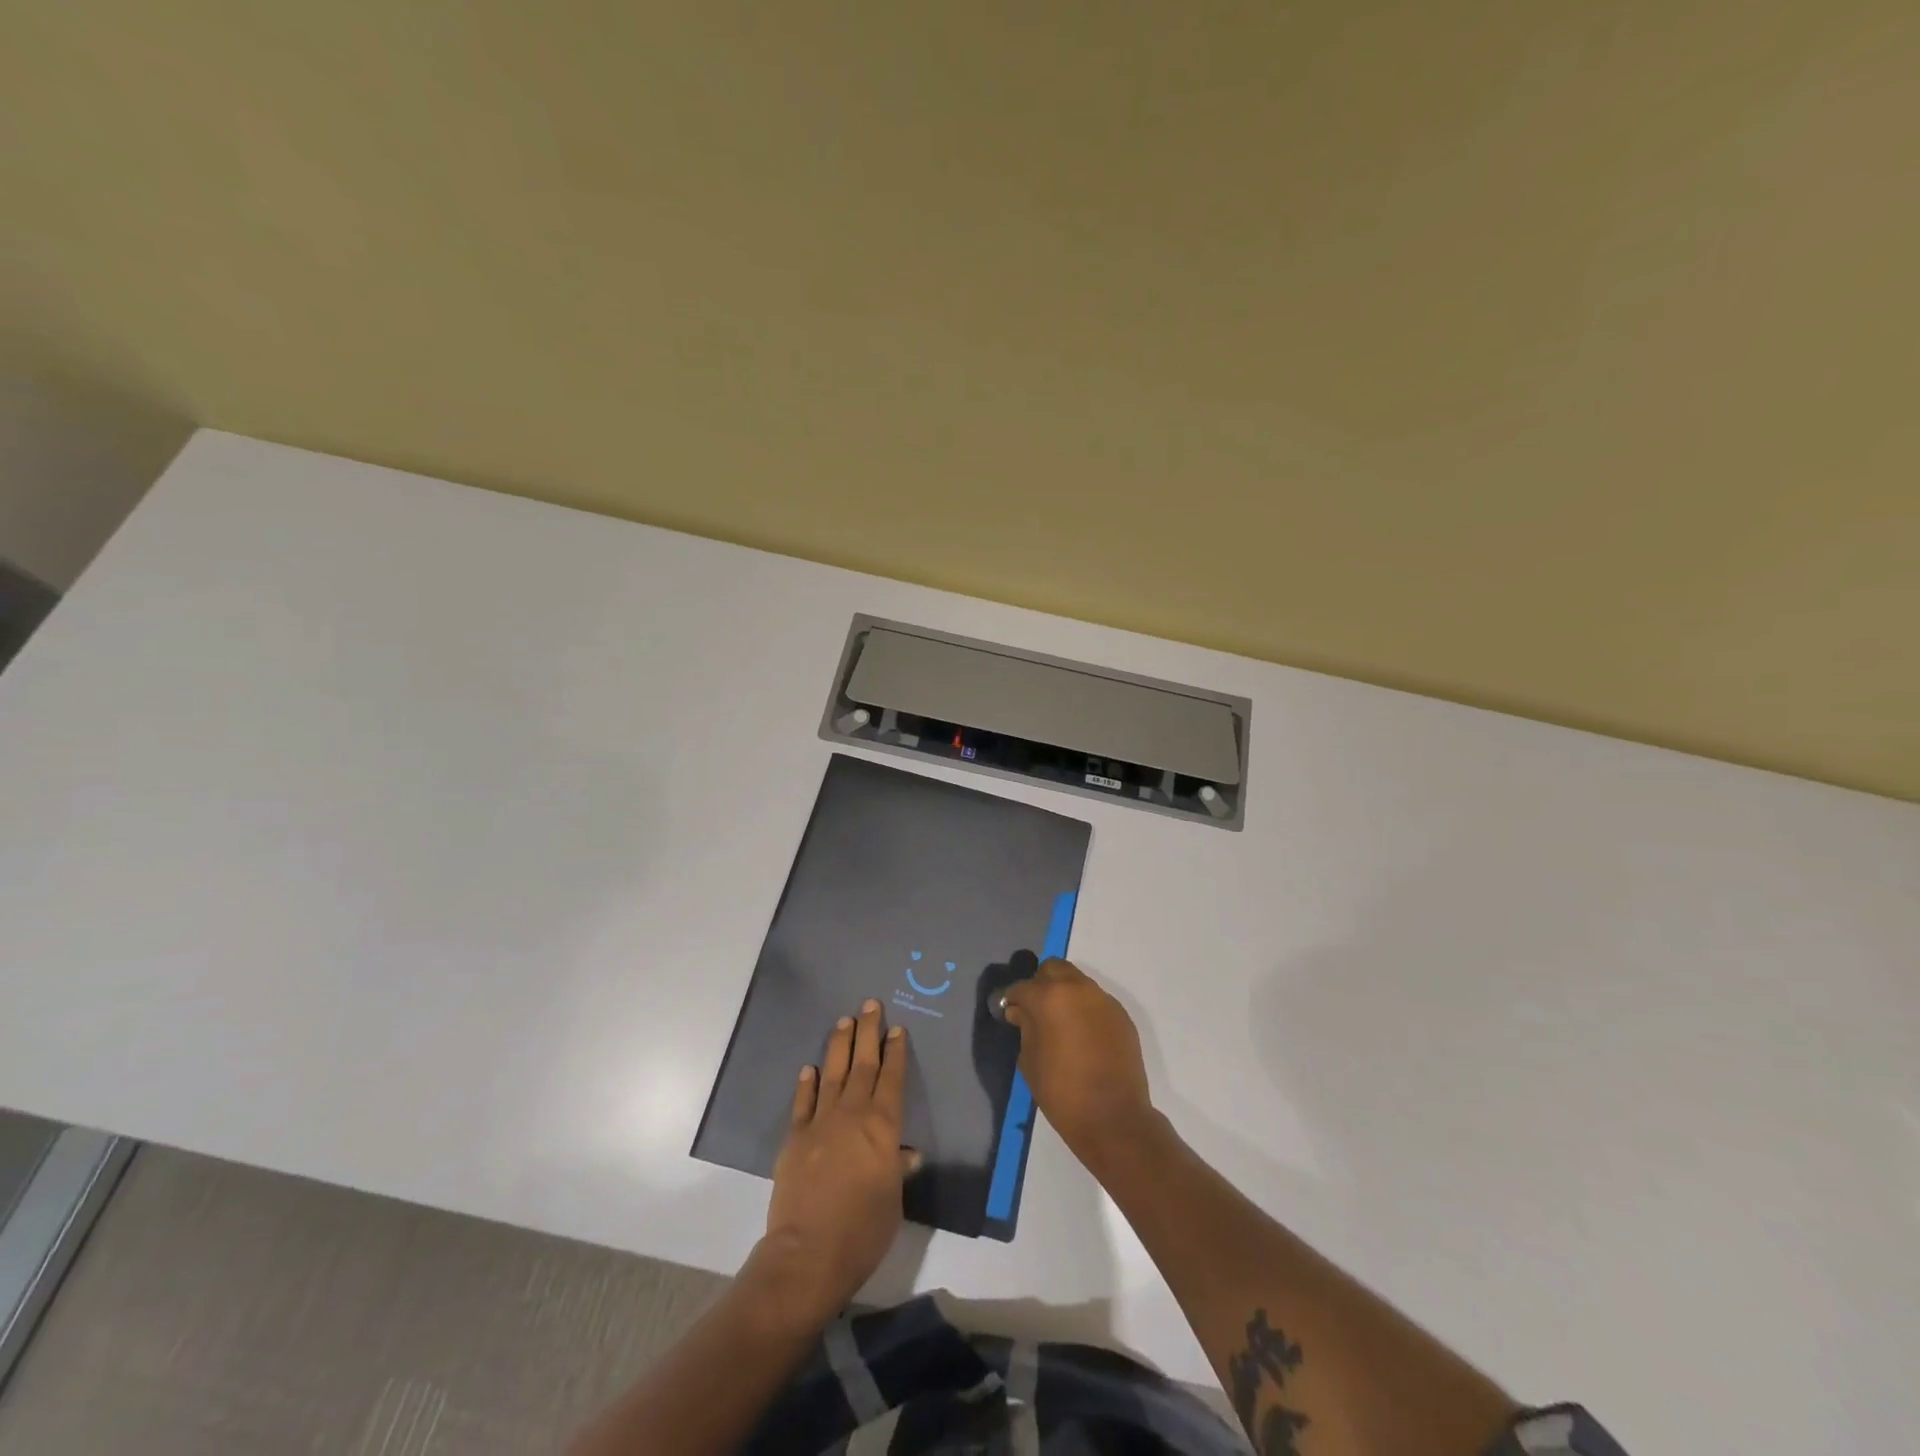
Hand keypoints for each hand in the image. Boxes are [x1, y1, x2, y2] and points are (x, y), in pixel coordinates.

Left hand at [759, 999, 917, 1327]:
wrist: (809, 1253)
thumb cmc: (863, 1230)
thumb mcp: (893, 1201)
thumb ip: (897, 1170)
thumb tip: (906, 1153)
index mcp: (883, 1127)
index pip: (892, 1079)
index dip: (895, 1052)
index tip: (896, 1028)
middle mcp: (853, 1114)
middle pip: (862, 1064)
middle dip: (867, 1032)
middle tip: (870, 1004)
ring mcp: (821, 1123)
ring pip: (833, 1073)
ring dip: (839, 1046)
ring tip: (844, 1021)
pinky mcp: (795, 1138)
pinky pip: (803, 1102)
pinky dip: (808, 1083)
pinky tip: (811, 1068)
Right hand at [1002, 959, 1156, 1172]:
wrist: (1114, 1118)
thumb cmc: (1062, 1092)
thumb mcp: (1029, 1061)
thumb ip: (1024, 1028)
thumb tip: (1020, 1011)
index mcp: (1049, 997)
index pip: (1021, 987)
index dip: (1011, 999)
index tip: (1008, 1012)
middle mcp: (1078, 989)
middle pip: (1053, 969)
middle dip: (1040, 983)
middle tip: (1035, 1010)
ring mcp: (1103, 1000)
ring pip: (1077, 982)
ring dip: (1065, 994)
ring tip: (1060, 1023)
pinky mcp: (1121, 1015)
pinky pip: (1096, 1002)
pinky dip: (1085, 1010)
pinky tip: (1083, 1036)